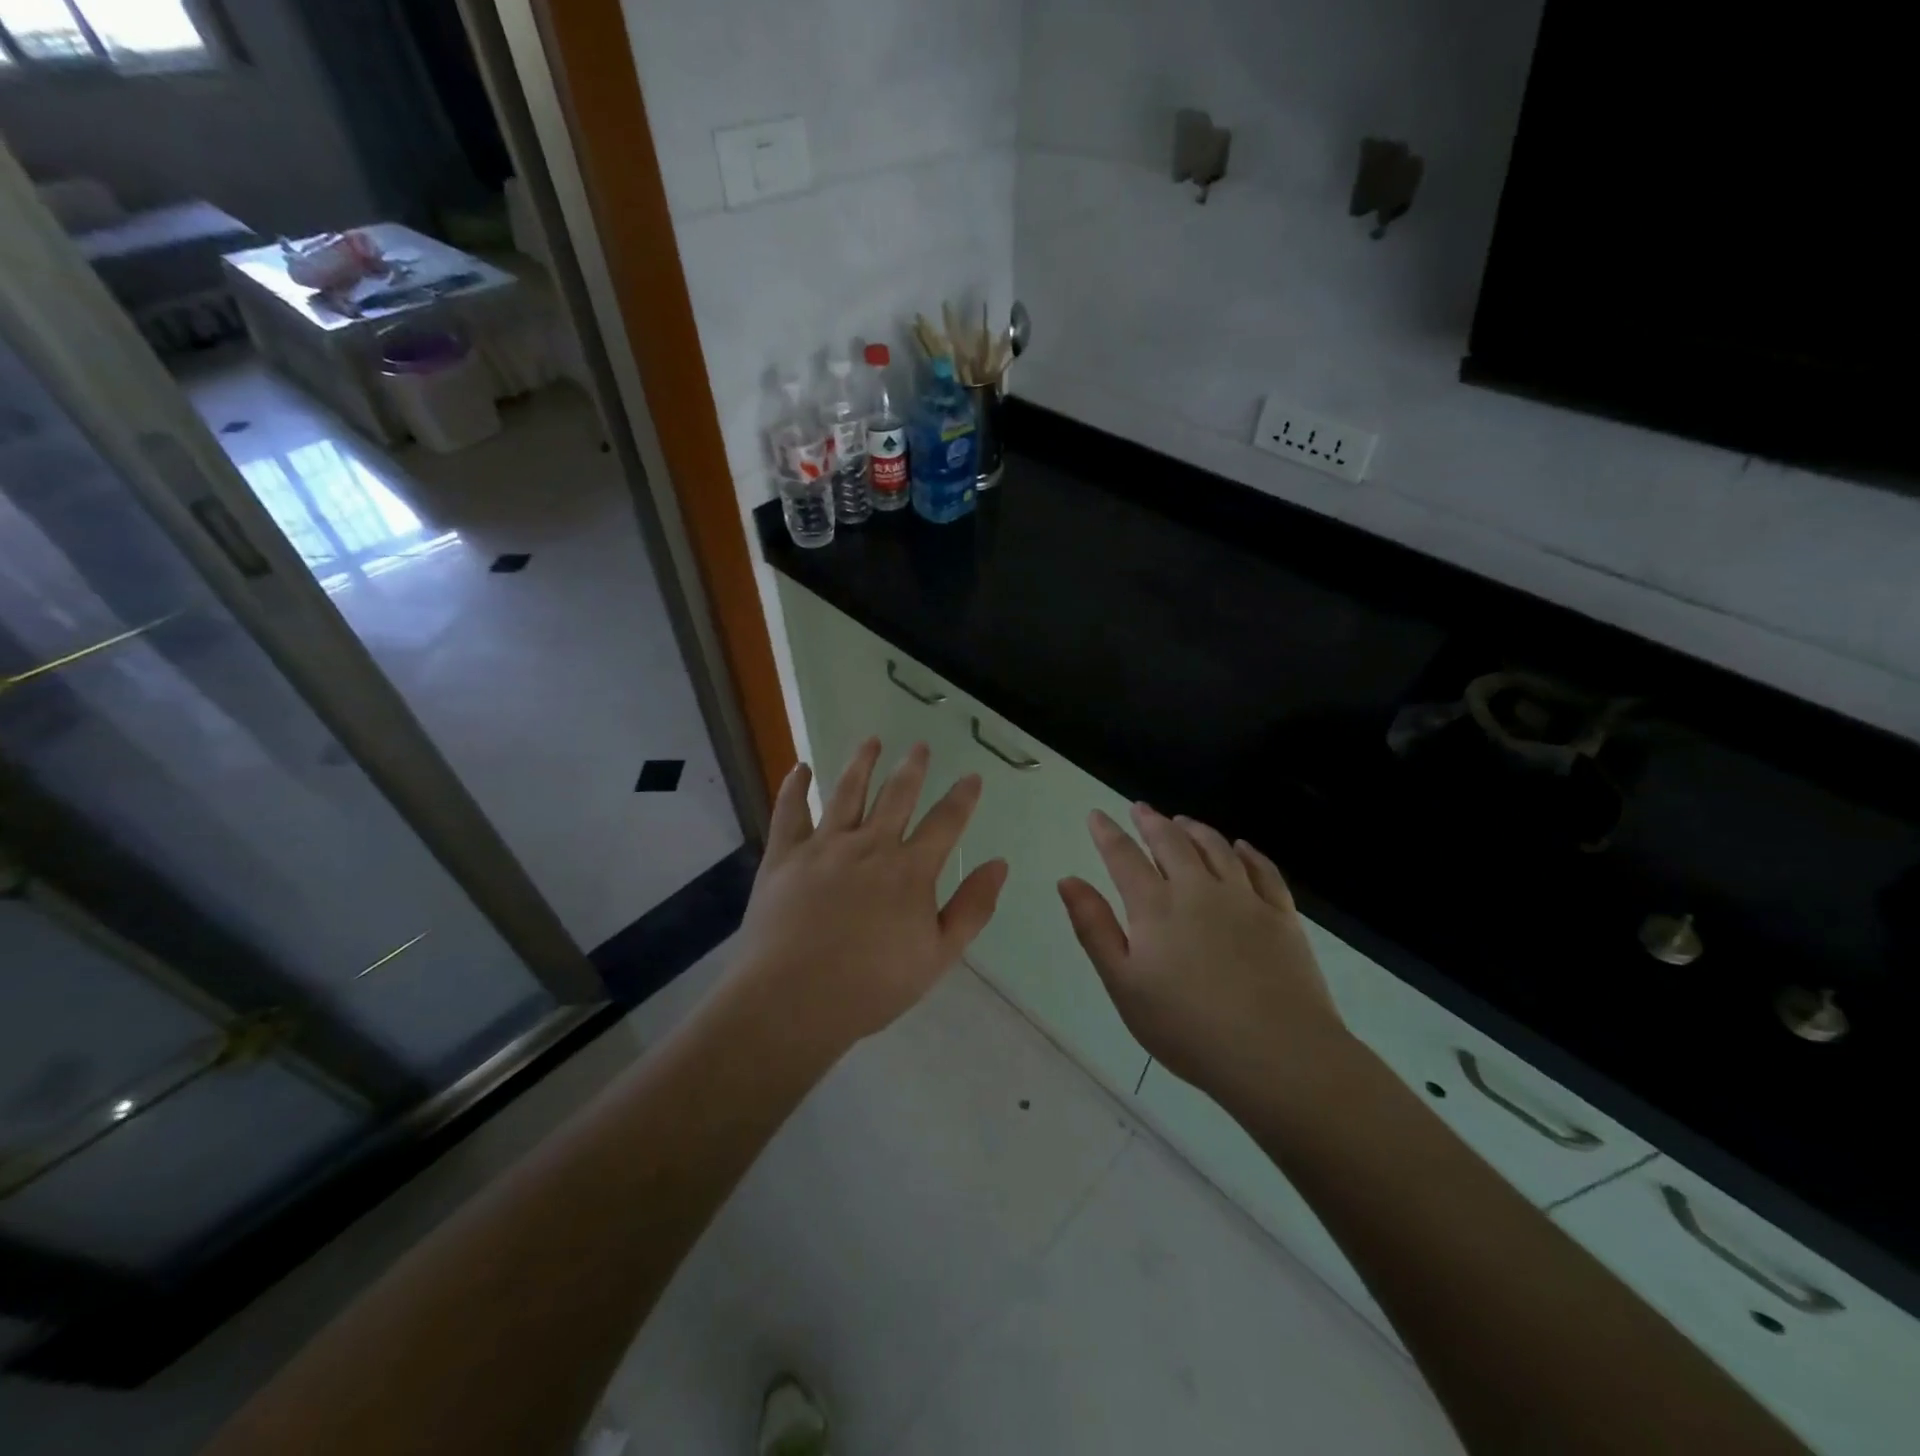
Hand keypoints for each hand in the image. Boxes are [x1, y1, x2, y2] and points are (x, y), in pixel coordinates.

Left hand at [734, 739, 1007, 1050]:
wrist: (794, 1000)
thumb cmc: (872, 986)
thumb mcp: (938, 956)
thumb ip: (972, 908)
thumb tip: (998, 863)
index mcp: (910, 870)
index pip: (945, 822)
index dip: (962, 797)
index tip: (971, 777)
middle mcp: (870, 845)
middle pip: (896, 796)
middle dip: (912, 768)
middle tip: (920, 746)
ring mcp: (824, 846)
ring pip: (847, 792)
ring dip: (861, 763)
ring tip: (871, 741)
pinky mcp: (785, 855)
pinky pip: (790, 811)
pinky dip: (795, 787)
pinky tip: (800, 768)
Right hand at [1058, 804, 1352, 1110]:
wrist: (1277, 1053)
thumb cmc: (1186, 1027)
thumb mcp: (1123, 984)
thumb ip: (1094, 928)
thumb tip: (1068, 879)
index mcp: (1155, 906)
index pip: (1124, 856)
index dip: (1107, 833)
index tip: (1096, 815)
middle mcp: (1198, 889)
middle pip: (1171, 842)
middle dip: (1151, 822)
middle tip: (1140, 809)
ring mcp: (1244, 899)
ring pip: (1216, 848)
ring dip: (1195, 830)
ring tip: (1182, 821)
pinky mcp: (1281, 915)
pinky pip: (1263, 870)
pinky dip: (1248, 852)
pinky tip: (1241, 847)